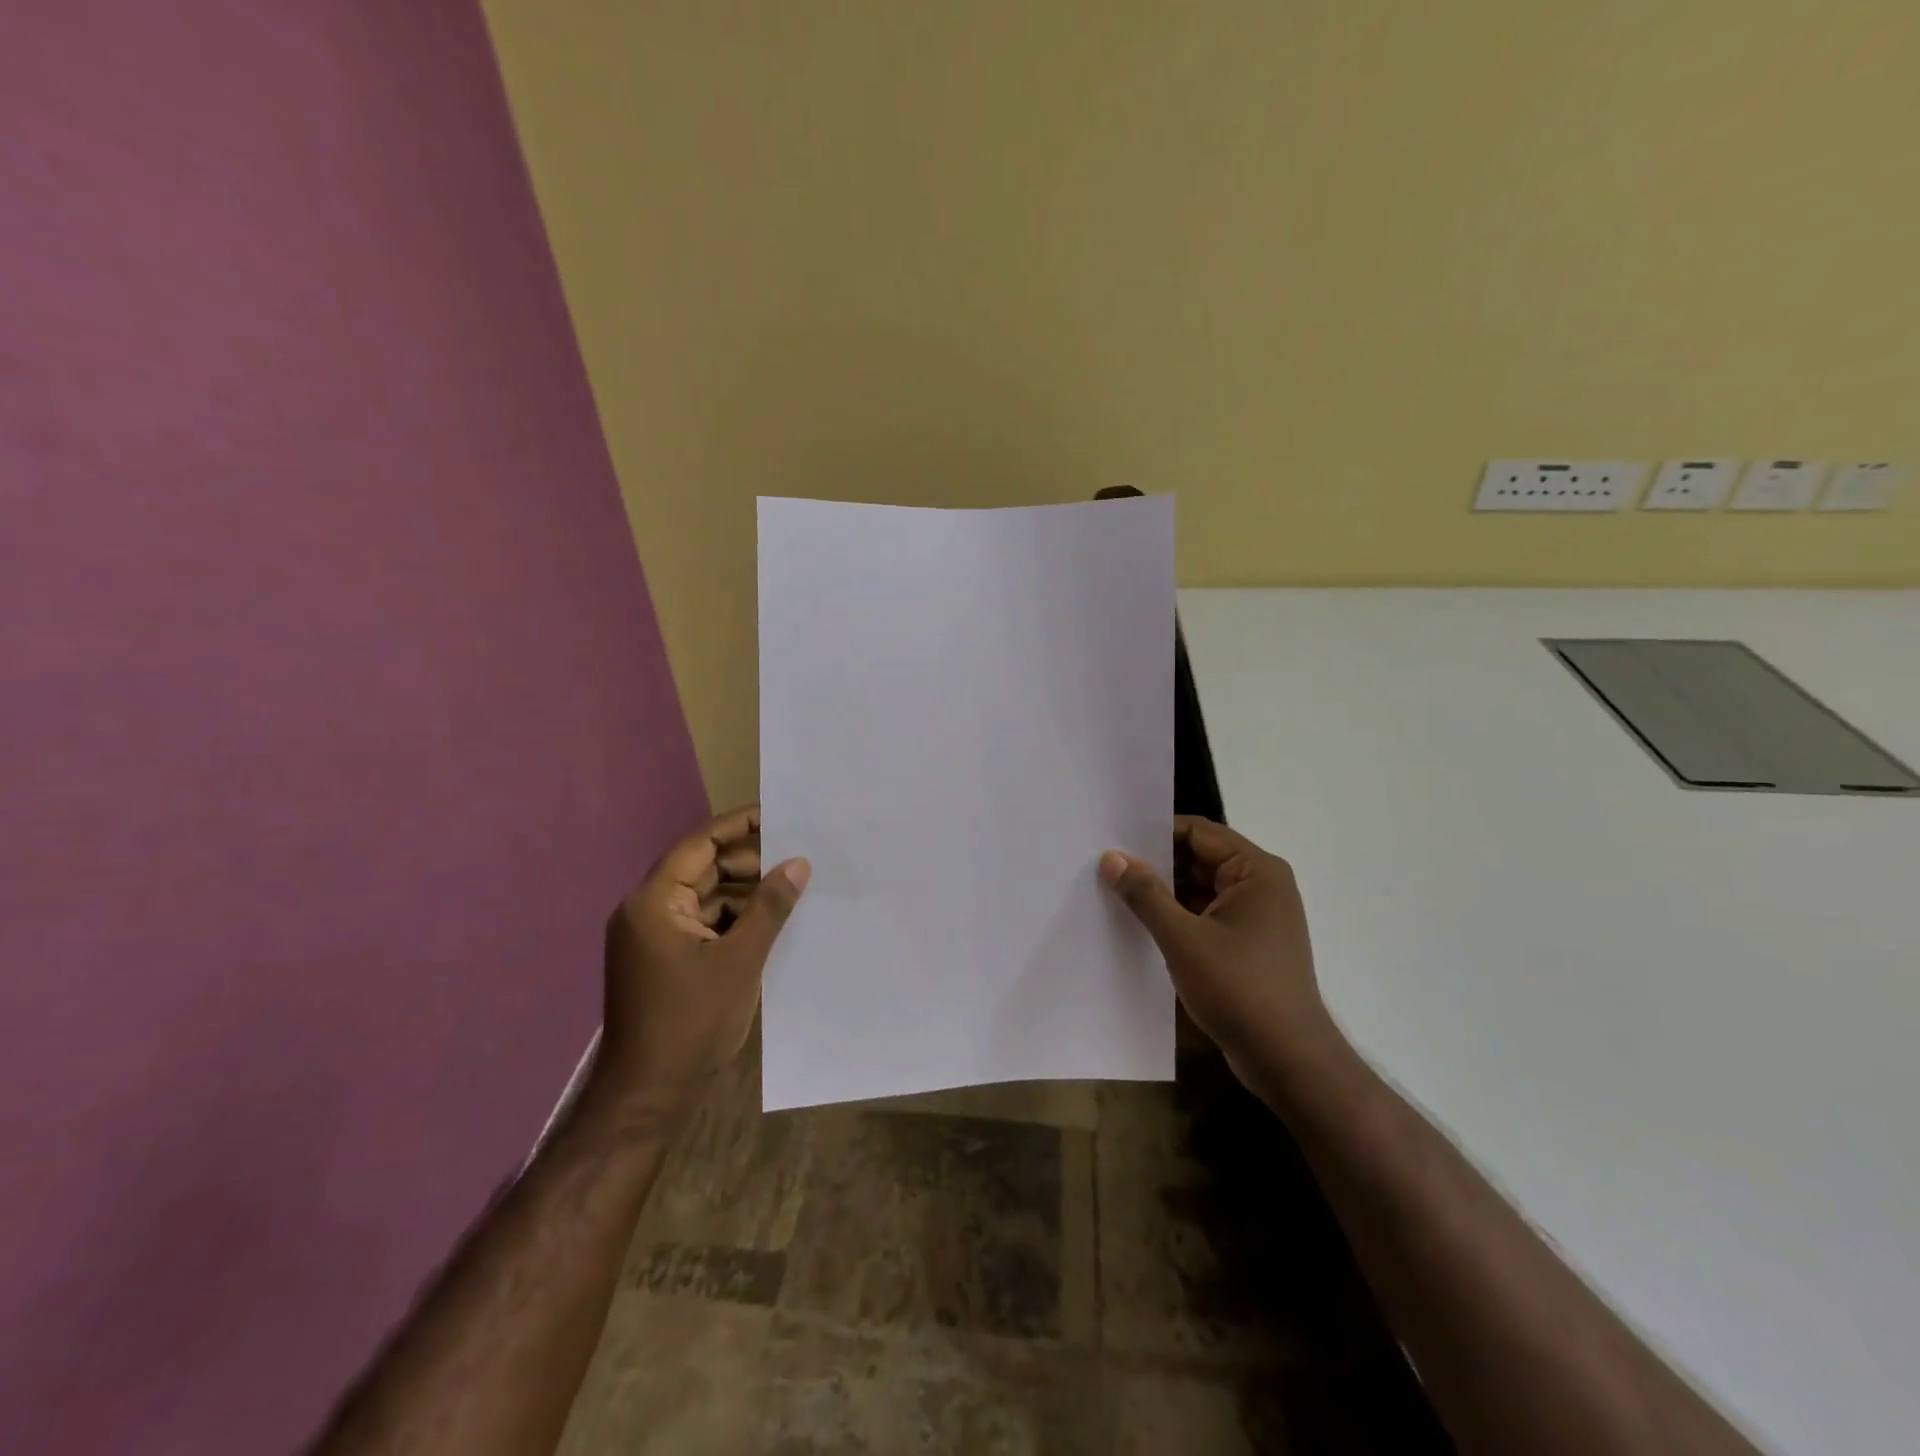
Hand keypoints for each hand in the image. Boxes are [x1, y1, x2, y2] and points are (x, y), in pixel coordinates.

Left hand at [597, 804, 809, 1105]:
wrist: (648, 1097)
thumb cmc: (691, 1023)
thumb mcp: (740, 960)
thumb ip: (770, 907)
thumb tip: (798, 863)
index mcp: (654, 902)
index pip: (699, 845)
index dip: (739, 826)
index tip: (778, 814)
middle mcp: (647, 911)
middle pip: (702, 870)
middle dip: (749, 864)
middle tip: (797, 856)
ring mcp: (653, 938)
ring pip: (706, 899)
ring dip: (745, 895)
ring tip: (792, 889)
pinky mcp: (664, 960)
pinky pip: (703, 925)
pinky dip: (733, 921)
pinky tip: (770, 924)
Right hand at [1101, 816, 1338, 1089]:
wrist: (1288, 1060)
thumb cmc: (1240, 989)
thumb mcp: (1183, 939)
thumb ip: (1145, 894)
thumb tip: (1111, 857)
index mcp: (1257, 871)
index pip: (1199, 832)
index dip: (1156, 832)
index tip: (1114, 839)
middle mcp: (1262, 885)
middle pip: (1200, 858)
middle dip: (1156, 863)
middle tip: (1107, 865)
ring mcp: (1258, 917)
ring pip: (1201, 889)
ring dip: (1165, 893)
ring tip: (1116, 892)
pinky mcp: (1250, 944)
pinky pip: (1207, 915)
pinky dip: (1179, 917)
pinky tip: (1142, 925)